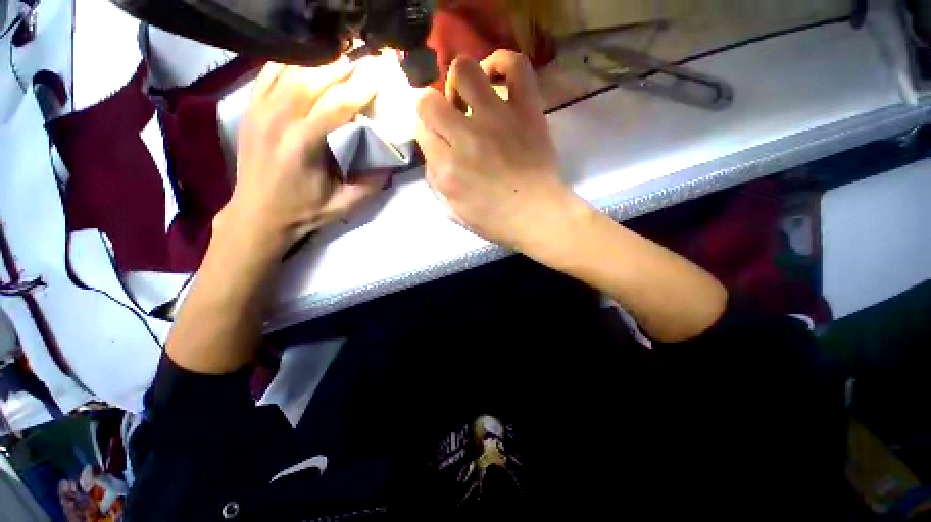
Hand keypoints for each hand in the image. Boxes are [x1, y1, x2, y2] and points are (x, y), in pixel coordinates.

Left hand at [219, 57, 389, 256]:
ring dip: (319, 60)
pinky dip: (291, 62)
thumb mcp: (345, 205)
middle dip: (343, 66)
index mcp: (303, 146)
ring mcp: (259, 111)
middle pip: (312, 78)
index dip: (361, 87)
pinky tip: (309, 61)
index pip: (336, 105)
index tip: (381, 73)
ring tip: (342, 56)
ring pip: (290, 70)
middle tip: (365, 57)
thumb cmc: (304, 211)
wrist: (257, 214)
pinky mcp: (250, 109)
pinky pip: (269, 73)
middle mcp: (277, 121)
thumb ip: (371, 183)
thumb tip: (390, 159)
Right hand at [415, 50, 579, 252]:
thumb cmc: (497, 221)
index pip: (421, 132)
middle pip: (429, 102)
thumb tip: (434, 156)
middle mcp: (465, 139)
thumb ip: (437, 184)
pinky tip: (494, 76)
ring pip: (463, 71)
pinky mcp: (525, 110)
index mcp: (447, 170)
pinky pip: (515, 66)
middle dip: (434, 110)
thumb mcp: (455, 213)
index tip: (441, 142)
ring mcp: (497, 119)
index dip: (429, 135)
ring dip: (459, 83)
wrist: (539, 216)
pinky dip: (502, 62)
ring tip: (470, 99)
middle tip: (452, 122)